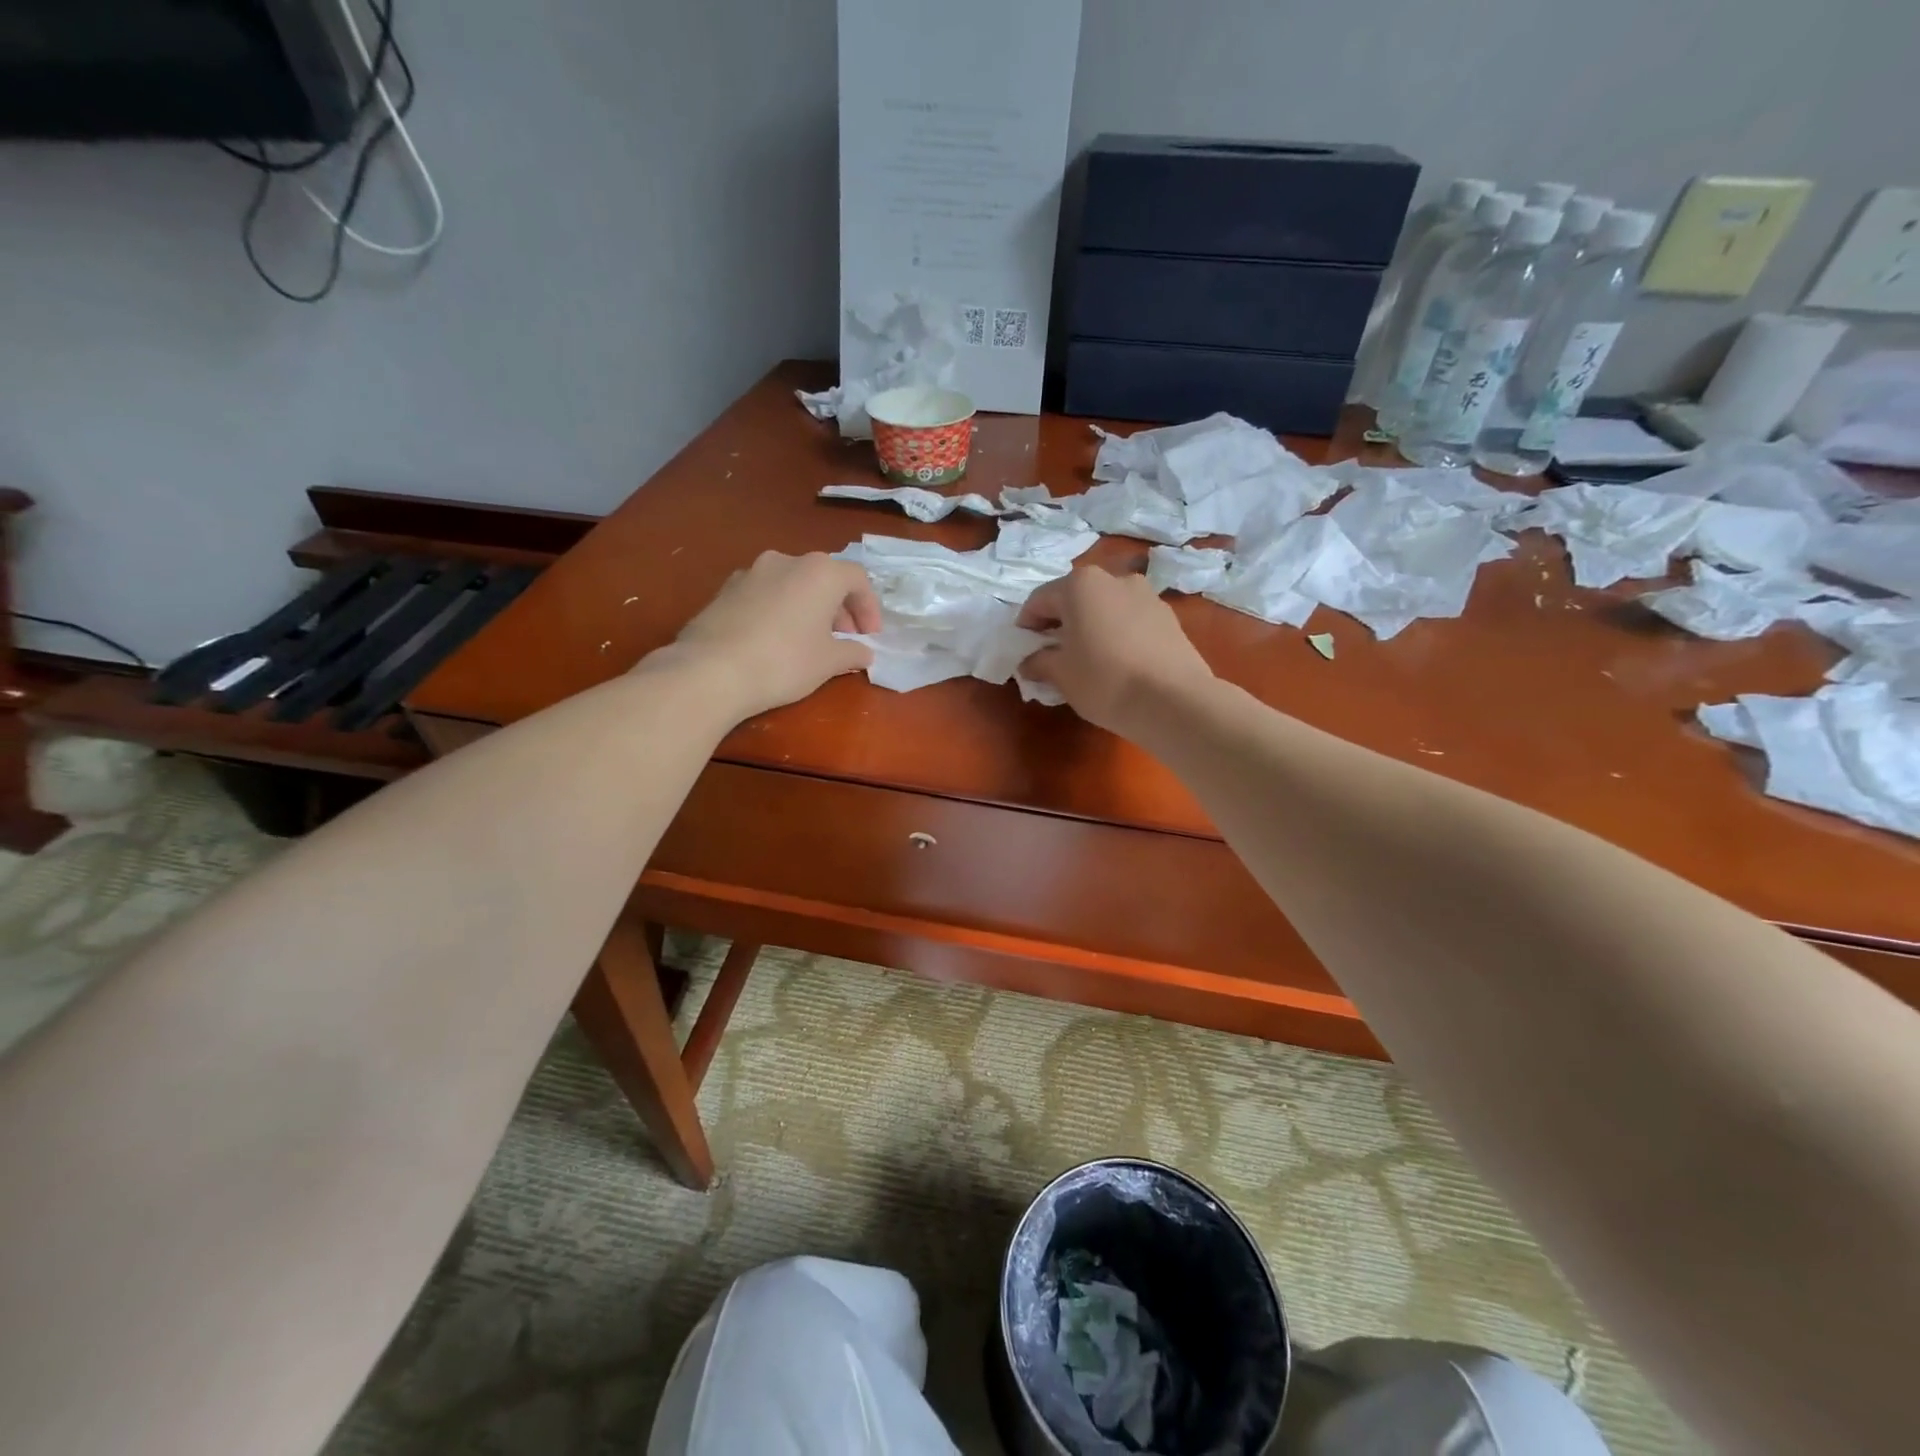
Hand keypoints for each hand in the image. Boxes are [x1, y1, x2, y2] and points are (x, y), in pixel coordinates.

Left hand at [643, 551, 881, 720]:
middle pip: (823, 577)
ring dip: (807, 607)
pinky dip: (779, 610)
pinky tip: (774, 640)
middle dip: (839, 607)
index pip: (857, 579)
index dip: (869, 608)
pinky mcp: (724, 589)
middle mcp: (786, 560)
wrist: (711, 670)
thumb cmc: (785, 661)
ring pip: (791, 584)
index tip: (870, 636)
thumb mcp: (829, 662)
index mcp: (820, 571)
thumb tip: (863, 652)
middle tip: (843, 638)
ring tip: (808, 639)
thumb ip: (852, 652)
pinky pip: (764, 595)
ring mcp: (751, 572)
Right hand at [1017, 566, 1215, 734]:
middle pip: (1075, 598)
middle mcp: (1114, 579)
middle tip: (1053, 652)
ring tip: (1088, 657)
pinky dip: (1117, 633)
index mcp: (1080, 585)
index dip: (1026, 625)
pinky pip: (1130, 620)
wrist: (1173, 700)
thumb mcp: (1060, 675)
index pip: (1039, 600)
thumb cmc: (1104, 680)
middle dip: (1061, 622)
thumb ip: (1039, 662)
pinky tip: (1118, 661)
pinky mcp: (1169, 617)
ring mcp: (1146, 595)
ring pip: (1106, 607)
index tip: (1024, 648)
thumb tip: (1029, 663)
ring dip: (1091, 625)